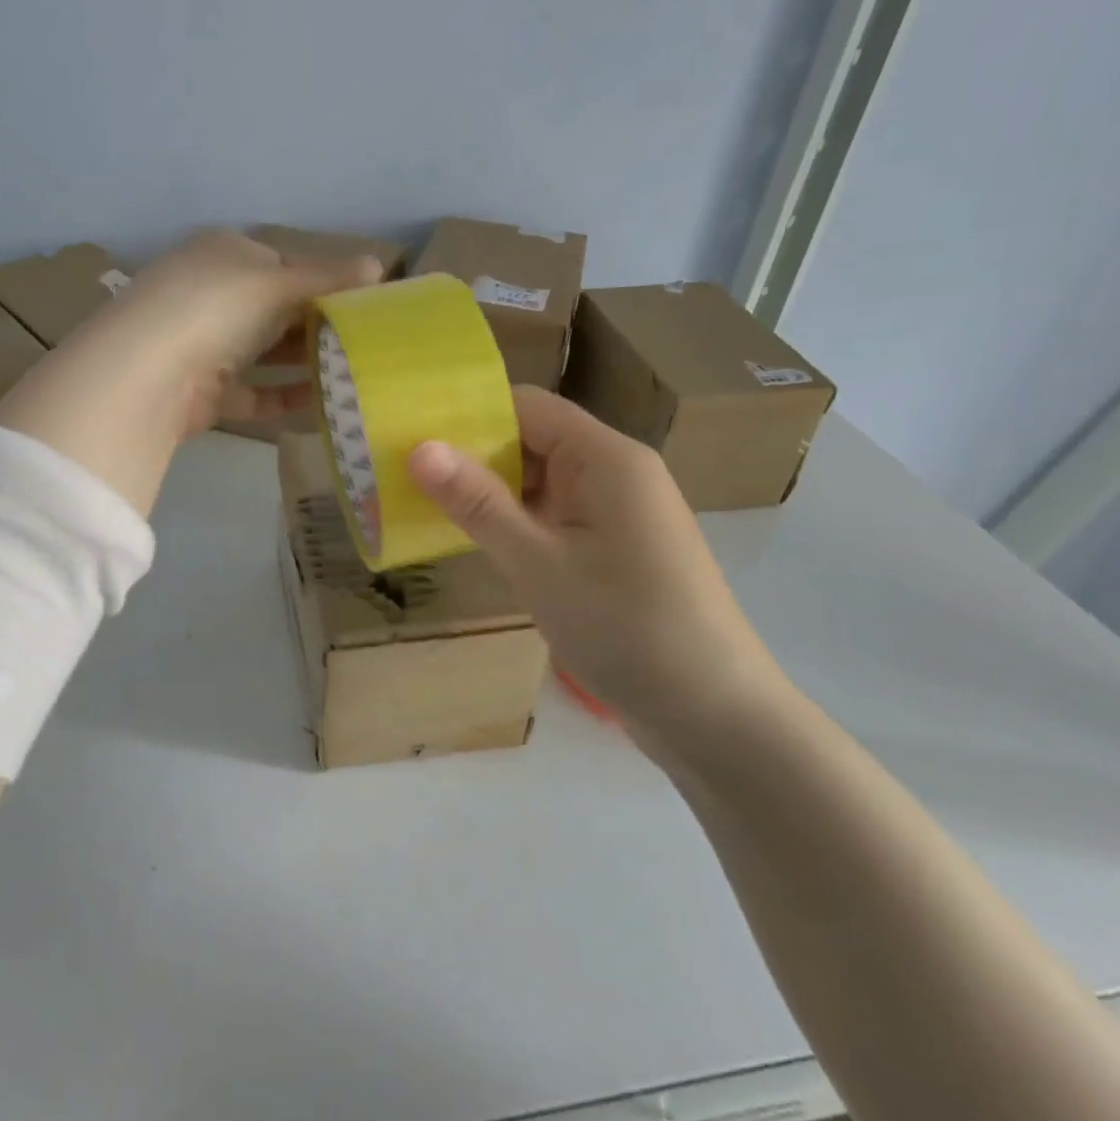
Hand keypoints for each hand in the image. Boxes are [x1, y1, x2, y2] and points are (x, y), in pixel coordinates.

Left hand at [95, 231, 385, 433]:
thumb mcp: (277, 283)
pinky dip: (283, 397)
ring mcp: (205, 344)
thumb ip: (328, 277)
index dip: (323, 281)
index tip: (363, 304)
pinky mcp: (205, 390)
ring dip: (304, 364)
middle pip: (275, 310)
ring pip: (265, 353)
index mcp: (225, 254)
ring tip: (353, 374)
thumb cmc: (217, 306)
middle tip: (365, 343)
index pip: (283, 264)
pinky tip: (320, 405)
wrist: (149, 372)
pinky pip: (253, 393)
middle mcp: (212, 294)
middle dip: (317, 326)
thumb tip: (380, 265)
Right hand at [407, 387, 791, 754]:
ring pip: (542, 482)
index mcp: (605, 457)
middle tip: (404, 475)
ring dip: (491, 493)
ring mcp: (619, 512)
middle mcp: (616, 471)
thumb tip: (419, 447)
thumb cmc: (625, 627)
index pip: (527, 406)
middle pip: (533, 440)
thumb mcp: (538, 564)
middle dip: (472, 456)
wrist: (715, 714)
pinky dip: (517, 523)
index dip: (468, 415)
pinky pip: (557, 516)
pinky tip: (479, 541)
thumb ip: (477, 502)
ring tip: (426, 506)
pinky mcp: (618, 548)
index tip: (411, 435)